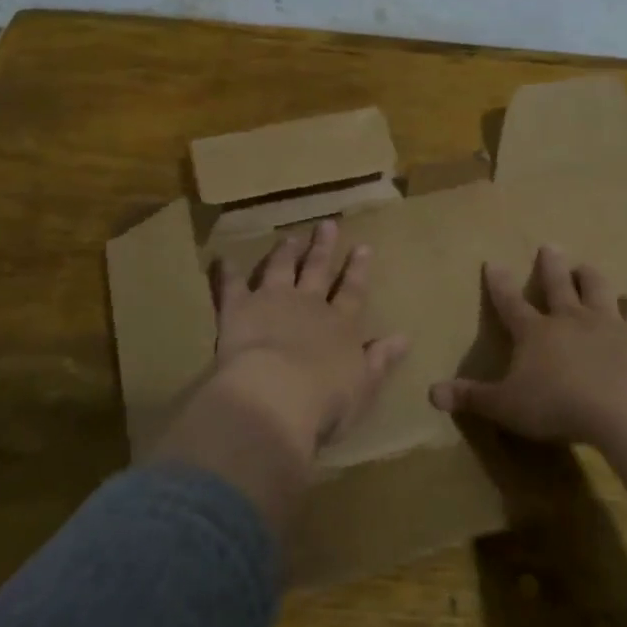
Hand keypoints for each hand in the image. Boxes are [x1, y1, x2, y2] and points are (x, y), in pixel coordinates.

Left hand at [154, 220, 406, 529]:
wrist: (276, 396)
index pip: (353, 292)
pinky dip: (227, 272)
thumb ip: (380, 360)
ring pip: (280, 269)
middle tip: (327, 224)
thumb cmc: (325, 401)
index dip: (358, 270)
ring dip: (285, 252)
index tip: (363, 246)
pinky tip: (223, 258)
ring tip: (289, 237)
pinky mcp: (239, 309)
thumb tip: (404, 338)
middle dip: (323, 248)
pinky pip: (231, 286)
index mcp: (341, 326)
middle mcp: (309, 306)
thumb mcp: (363, 385)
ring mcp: (273, 302)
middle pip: (318, 271)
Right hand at [428, 244, 626, 445]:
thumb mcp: (504, 406)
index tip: (493, 262)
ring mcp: (608, 325)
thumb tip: (431, 393)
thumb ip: (471, 397)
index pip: (510, 303)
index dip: (500, 284)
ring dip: (591, 277)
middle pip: (558, 286)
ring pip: (598, 291)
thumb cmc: (556, 405)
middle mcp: (570, 319)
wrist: (621, 408)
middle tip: (550, 246)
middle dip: (551, 266)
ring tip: (586, 265)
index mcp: (535, 333)